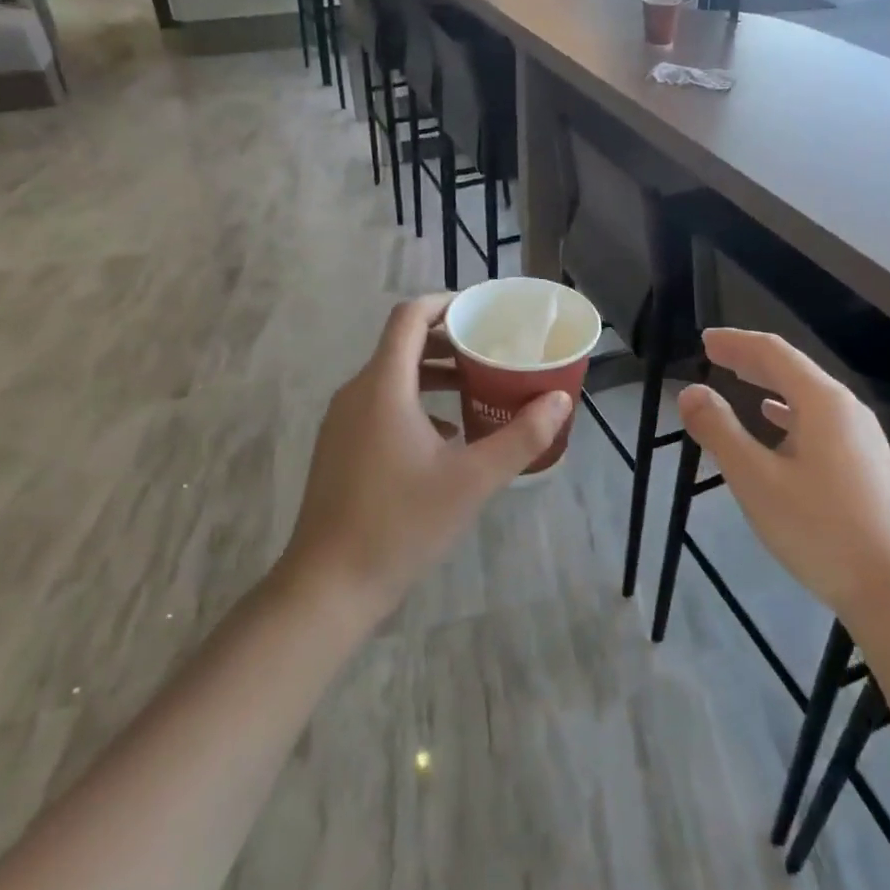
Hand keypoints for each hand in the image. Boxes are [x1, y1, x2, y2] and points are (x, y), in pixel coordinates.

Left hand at [280, 294, 571, 624]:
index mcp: (383, 386)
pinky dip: (416, 404)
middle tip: (492, 353)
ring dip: (434, 375)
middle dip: (448, 343)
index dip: (446, 304)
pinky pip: (381, 406)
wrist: (329, 585)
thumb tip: (559, 400)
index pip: (410, 317)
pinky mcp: (339, 448)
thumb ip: (521, 437)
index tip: (483, 313)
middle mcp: (357, 393)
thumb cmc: (402, 523)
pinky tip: (447, 437)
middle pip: (402, 345)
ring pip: (392, 378)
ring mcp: (343, 422)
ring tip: (477, 390)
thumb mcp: (472, 480)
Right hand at [677, 329, 889, 626]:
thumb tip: (690, 392)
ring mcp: (861, 437)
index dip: (736, 342)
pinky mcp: (865, 463)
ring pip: (807, 395)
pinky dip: (789, 412)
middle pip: (793, 369)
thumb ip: (720, 431)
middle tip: (714, 353)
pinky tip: (776, 423)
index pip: (774, 353)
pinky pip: (819, 420)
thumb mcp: (756, 480)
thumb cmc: (819, 530)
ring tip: (739, 381)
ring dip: (769, 384)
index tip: (704, 340)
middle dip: (751, 358)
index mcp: (824, 402)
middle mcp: (847, 410)